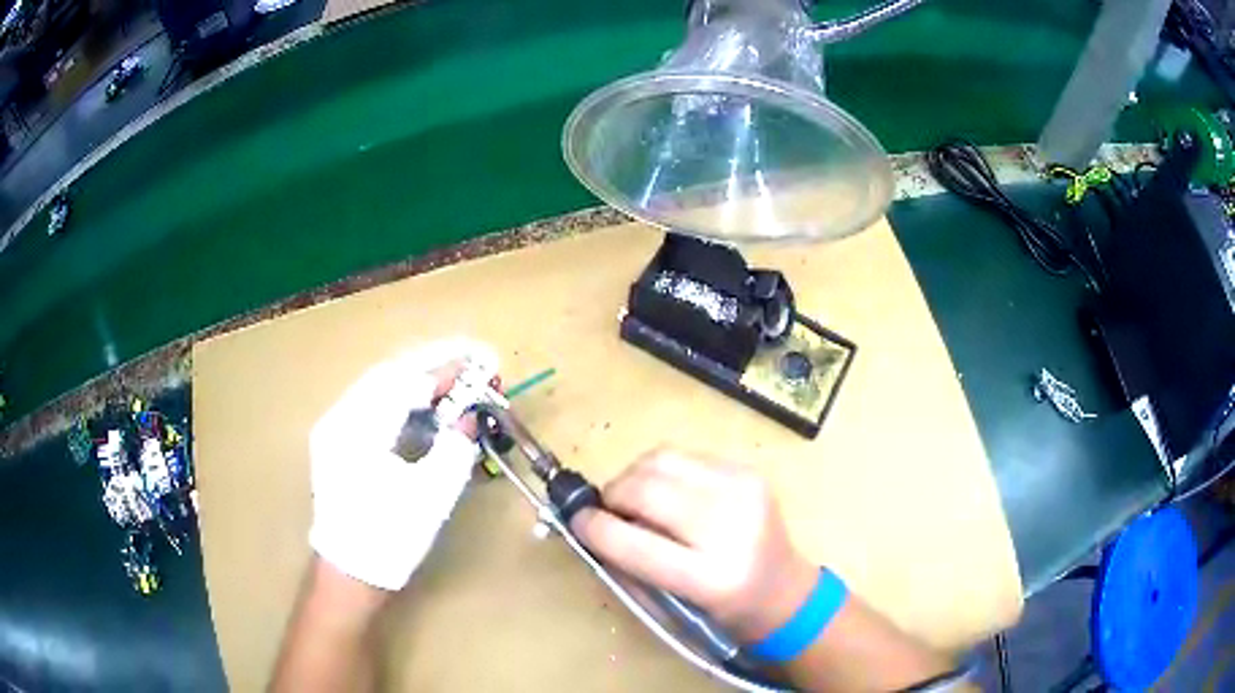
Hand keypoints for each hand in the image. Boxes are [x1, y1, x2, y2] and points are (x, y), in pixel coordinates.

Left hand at [308, 338, 498, 590]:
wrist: (350, 571)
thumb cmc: (392, 538)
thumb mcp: (432, 496)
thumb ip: (455, 449)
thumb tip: (468, 417)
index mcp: (359, 431)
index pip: (406, 384)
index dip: (446, 372)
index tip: (481, 364)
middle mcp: (340, 418)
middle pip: (389, 374)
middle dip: (432, 363)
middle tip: (470, 359)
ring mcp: (334, 427)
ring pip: (378, 385)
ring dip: (417, 377)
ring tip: (452, 376)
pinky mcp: (336, 440)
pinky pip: (371, 403)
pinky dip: (400, 396)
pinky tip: (422, 403)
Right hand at [570, 450, 817, 641]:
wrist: (784, 590)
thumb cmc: (722, 612)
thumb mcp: (671, 606)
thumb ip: (629, 566)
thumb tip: (592, 523)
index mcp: (712, 578)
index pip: (635, 544)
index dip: (595, 527)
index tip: (576, 520)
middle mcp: (732, 527)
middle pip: (647, 490)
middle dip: (613, 496)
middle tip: (607, 511)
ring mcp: (745, 491)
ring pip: (661, 460)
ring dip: (634, 477)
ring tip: (635, 500)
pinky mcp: (748, 471)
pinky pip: (684, 456)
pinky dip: (662, 472)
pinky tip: (667, 493)